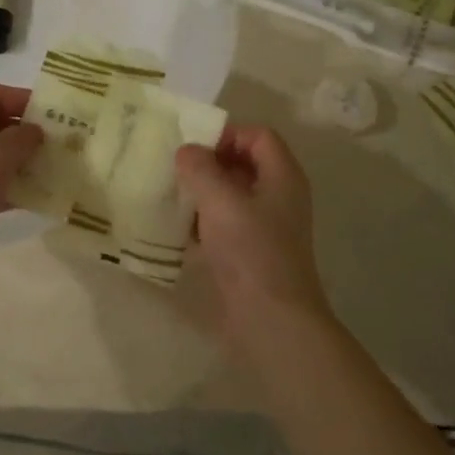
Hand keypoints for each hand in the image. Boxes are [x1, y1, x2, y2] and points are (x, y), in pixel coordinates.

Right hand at [175, 125, 334, 347]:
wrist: (270, 320)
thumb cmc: (250, 251)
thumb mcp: (220, 201)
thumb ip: (200, 168)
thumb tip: (186, 151)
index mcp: (282, 176)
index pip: (258, 135)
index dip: (226, 134)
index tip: (193, 149)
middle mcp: (279, 196)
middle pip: (244, 163)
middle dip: (209, 163)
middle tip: (175, 170)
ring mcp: (267, 227)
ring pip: (232, 194)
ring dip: (203, 193)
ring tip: (171, 197)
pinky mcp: (251, 252)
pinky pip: (226, 224)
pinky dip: (204, 221)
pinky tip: (178, 230)